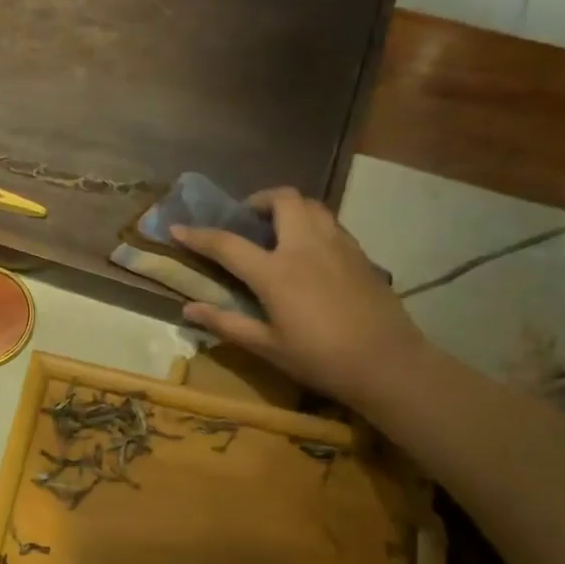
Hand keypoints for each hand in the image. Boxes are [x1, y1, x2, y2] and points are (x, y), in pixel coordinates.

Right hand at [172, 187, 423, 401]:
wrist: (387, 363)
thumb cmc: (320, 359)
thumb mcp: (267, 347)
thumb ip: (226, 323)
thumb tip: (188, 309)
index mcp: (276, 272)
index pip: (227, 244)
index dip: (198, 235)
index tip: (177, 228)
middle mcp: (306, 247)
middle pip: (282, 200)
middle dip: (258, 201)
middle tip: (246, 219)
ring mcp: (338, 245)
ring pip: (311, 205)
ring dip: (288, 207)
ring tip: (277, 229)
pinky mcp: (360, 254)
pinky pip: (331, 223)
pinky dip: (312, 223)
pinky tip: (308, 250)